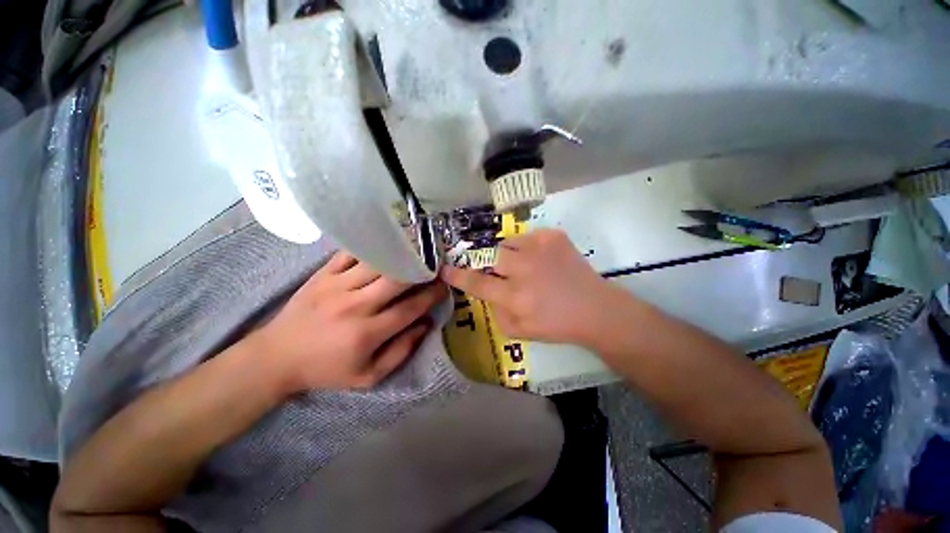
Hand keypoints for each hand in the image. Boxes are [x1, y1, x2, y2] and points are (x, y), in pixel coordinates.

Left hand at [251, 251, 446, 391]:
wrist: (277, 357)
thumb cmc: (326, 369)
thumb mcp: (368, 376)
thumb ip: (401, 352)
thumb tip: (425, 325)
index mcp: (367, 333)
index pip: (409, 309)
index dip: (431, 296)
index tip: (444, 286)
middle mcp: (354, 306)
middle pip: (397, 280)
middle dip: (421, 270)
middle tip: (434, 264)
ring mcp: (336, 286)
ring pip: (377, 263)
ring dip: (400, 255)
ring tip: (416, 249)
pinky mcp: (322, 275)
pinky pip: (350, 253)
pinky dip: (371, 247)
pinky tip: (385, 242)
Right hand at [440, 229, 627, 344]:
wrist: (595, 308)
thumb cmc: (556, 325)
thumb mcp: (519, 331)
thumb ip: (495, 311)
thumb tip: (486, 291)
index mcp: (516, 297)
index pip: (477, 283)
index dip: (457, 276)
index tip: (445, 269)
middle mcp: (524, 269)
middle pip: (490, 256)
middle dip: (490, 264)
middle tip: (503, 272)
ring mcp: (540, 248)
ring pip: (507, 243)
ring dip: (510, 255)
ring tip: (526, 266)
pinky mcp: (554, 236)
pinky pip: (527, 237)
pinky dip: (528, 248)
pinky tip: (542, 260)